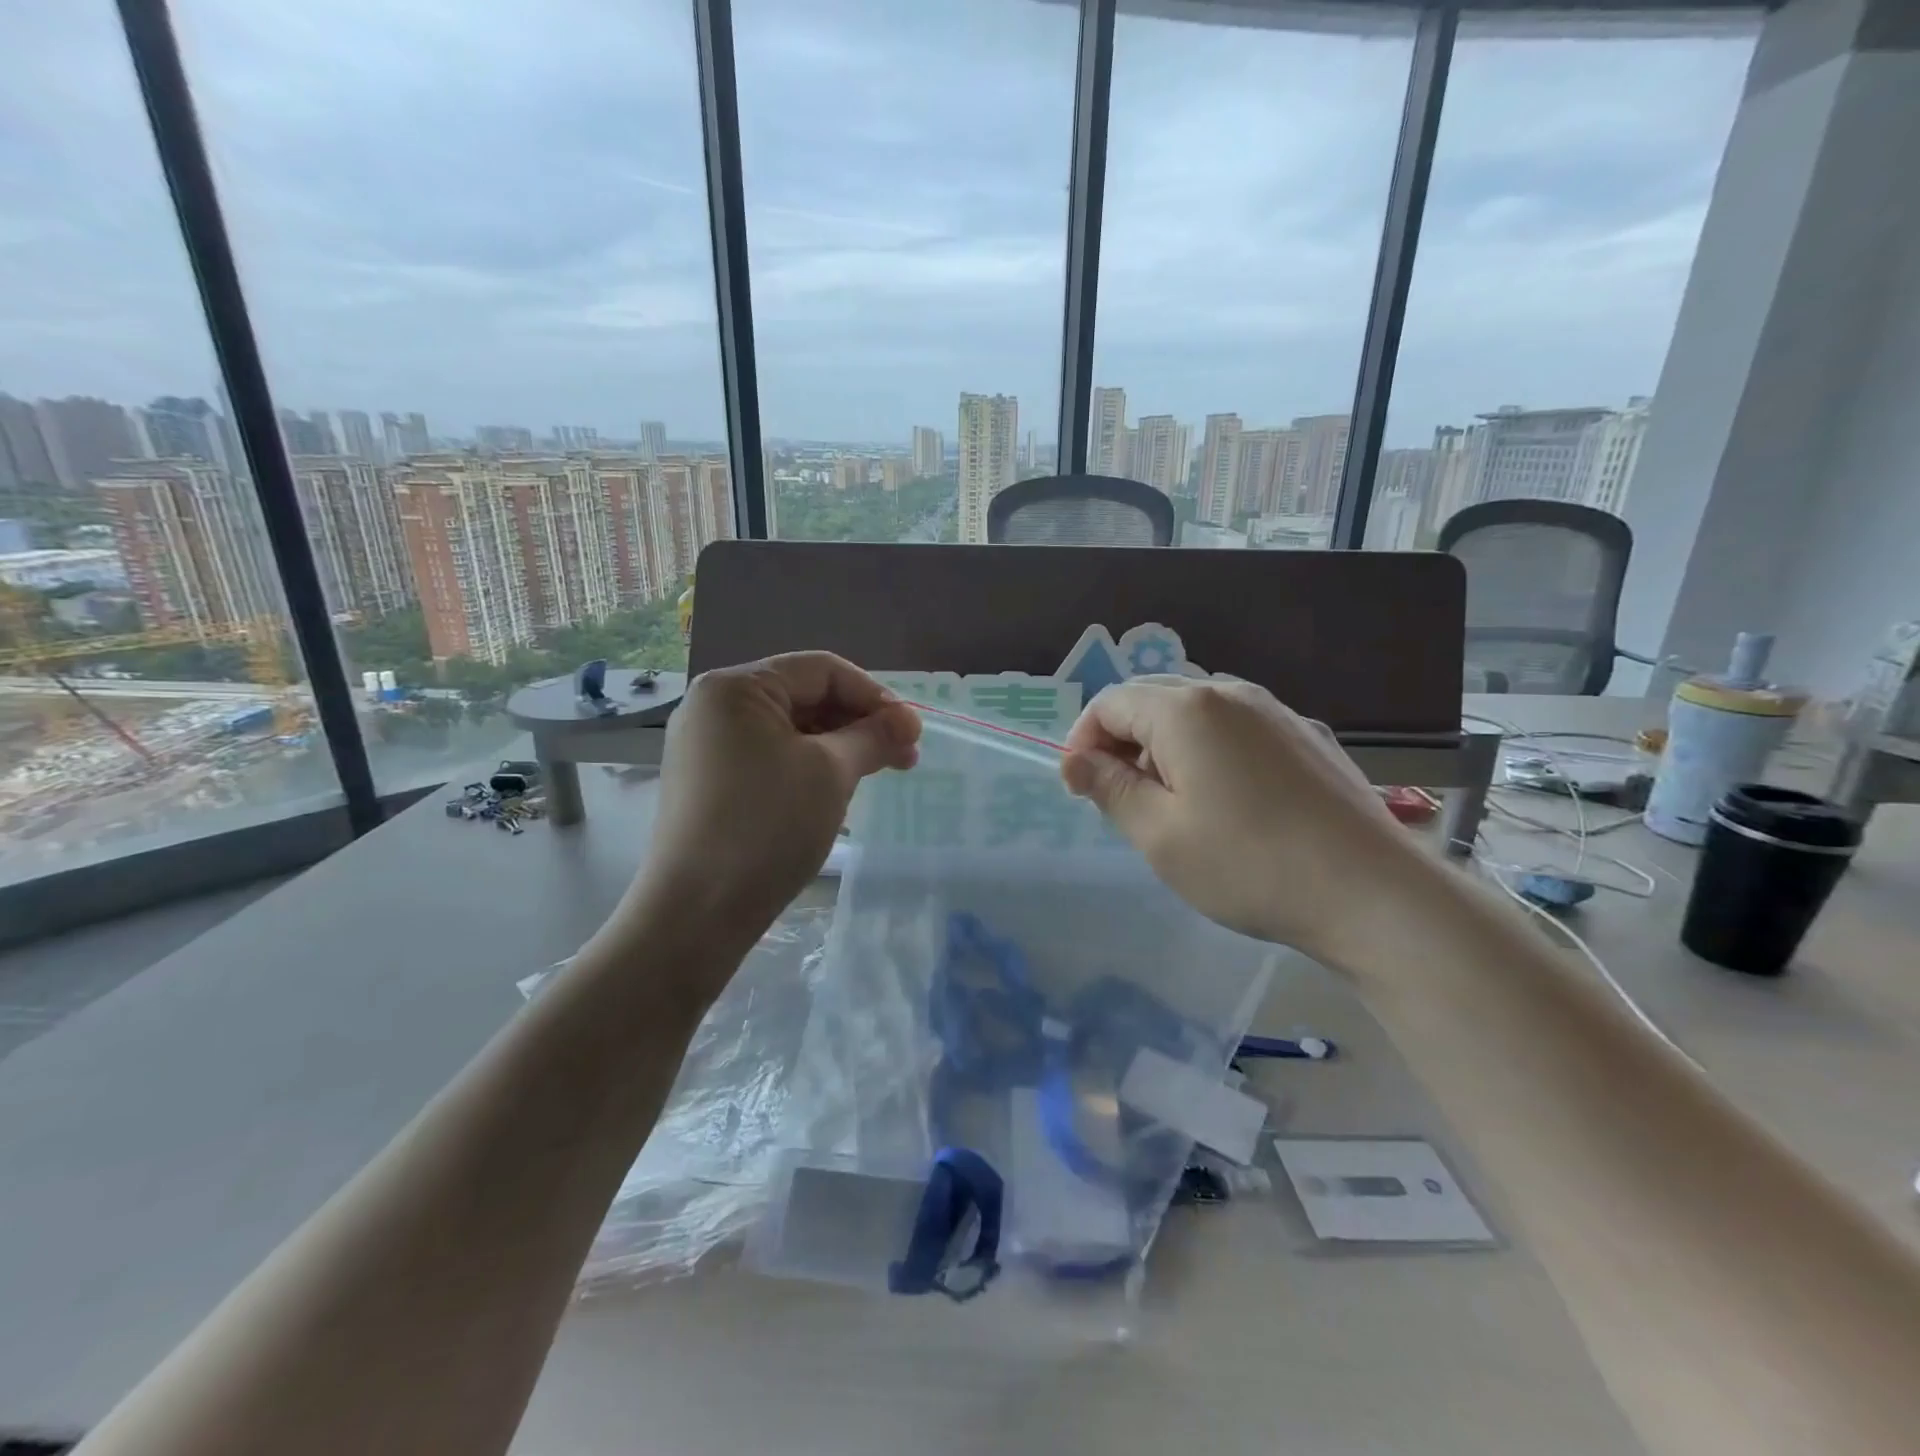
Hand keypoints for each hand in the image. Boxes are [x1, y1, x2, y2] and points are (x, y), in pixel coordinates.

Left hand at [628, 652, 919, 968]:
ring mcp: (706, 746)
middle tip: (904, 758)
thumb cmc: (768, 826)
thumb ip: (874, 737)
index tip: (912, 732)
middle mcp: (714, 706)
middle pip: (804, 696)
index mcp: (735, 687)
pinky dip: (810, 766)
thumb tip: (909, 722)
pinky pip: (770, 757)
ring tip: (878, 774)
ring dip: (840, 746)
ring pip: (789, 730)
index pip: (821, 670)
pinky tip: (838, 790)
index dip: (874, 695)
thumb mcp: (831, 773)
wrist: (697, 913)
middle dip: (859, 723)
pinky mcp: (708, 781)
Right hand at [1060, 676, 1424, 966]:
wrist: (1373, 892)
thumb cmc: (1249, 864)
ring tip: (1172, 805)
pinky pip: (1237, 728)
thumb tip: (1075, 760)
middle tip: (1120, 800)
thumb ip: (1110, 788)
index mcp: (1187, 709)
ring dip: (1165, 747)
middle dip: (1122, 742)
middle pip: (1152, 699)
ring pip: (1197, 713)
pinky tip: (1228, 802)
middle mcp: (1231, 693)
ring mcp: (1276, 711)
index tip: (1080, 790)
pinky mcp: (1307, 736)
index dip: (1082, 741)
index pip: (1110, 703)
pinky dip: (1209, 751)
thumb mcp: (1159, 835)